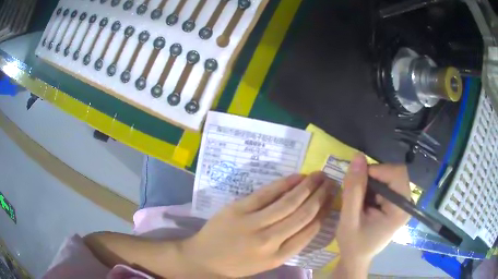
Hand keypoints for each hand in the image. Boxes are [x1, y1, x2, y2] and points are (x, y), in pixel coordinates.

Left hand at [181, 172, 335, 276]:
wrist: (204, 259)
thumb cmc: (238, 264)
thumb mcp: (267, 262)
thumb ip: (290, 244)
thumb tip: (311, 219)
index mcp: (278, 257)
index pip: (310, 231)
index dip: (324, 212)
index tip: (332, 200)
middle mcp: (270, 241)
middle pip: (303, 214)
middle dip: (320, 196)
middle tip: (331, 182)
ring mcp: (253, 223)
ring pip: (288, 202)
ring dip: (307, 187)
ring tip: (320, 175)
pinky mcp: (238, 209)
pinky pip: (266, 193)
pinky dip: (284, 184)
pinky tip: (297, 177)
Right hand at [336, 153, 410, 273]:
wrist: (356, 259)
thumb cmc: (353, 244)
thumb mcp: (349, 219)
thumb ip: (353, 189)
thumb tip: (358, 157)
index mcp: (400, 210)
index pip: (397, 174)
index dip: (377, 171)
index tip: (357, 181)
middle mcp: (406, 203)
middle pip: (394, 173)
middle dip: (373, 177)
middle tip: (356, 192)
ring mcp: (402, 203)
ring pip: (389, 176)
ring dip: (371, 182)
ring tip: (359, 200)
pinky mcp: (396, 204)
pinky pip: (386, 184)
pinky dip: (372, 187)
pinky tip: (364, 201)